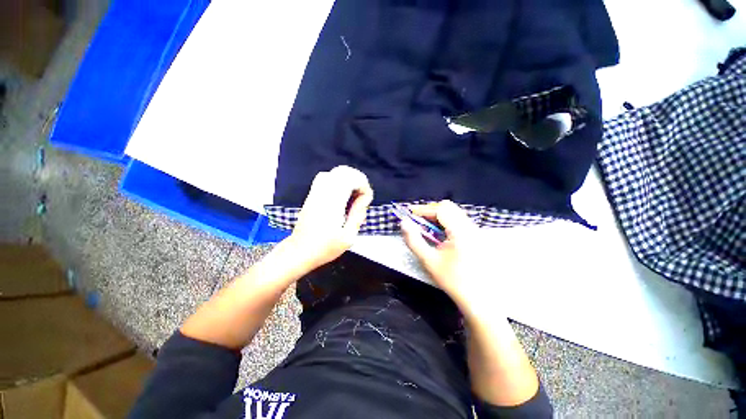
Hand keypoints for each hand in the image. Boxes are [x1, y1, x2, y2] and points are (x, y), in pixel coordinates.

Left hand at [286, 166, 373, 270]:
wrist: (299, 251)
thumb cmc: (325, 247)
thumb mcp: (348, 237)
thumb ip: (358, 215)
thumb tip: (365, 198)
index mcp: (333, 203)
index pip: (352, 180)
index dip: (364, 187)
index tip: (365, 202)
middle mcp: (323, 193)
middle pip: (344, 171)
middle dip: (358, 180)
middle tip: (362, 197)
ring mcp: (316, 192)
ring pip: (335, 172)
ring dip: (349, 179)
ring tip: (354, 195)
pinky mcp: (312, 194)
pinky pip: (326, 177)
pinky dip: (339, 180)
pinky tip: (342, 194)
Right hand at [401, 200, 488, 310]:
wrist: (479, 298)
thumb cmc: (453, 280)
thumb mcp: (429, 261)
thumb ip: (414, 240)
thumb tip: (404, 223)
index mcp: (460, 232)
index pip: (440, 210)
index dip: (423, 209)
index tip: (409, 212)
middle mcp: (470, 227)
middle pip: (449, 208)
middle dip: (430, 211)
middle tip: (417, 220)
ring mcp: (475, 232)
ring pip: (454, 213)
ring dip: (438, 217)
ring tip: (426, 227)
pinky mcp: (476, 237)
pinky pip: (459, 221)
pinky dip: (446, 223)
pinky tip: (439, 235)